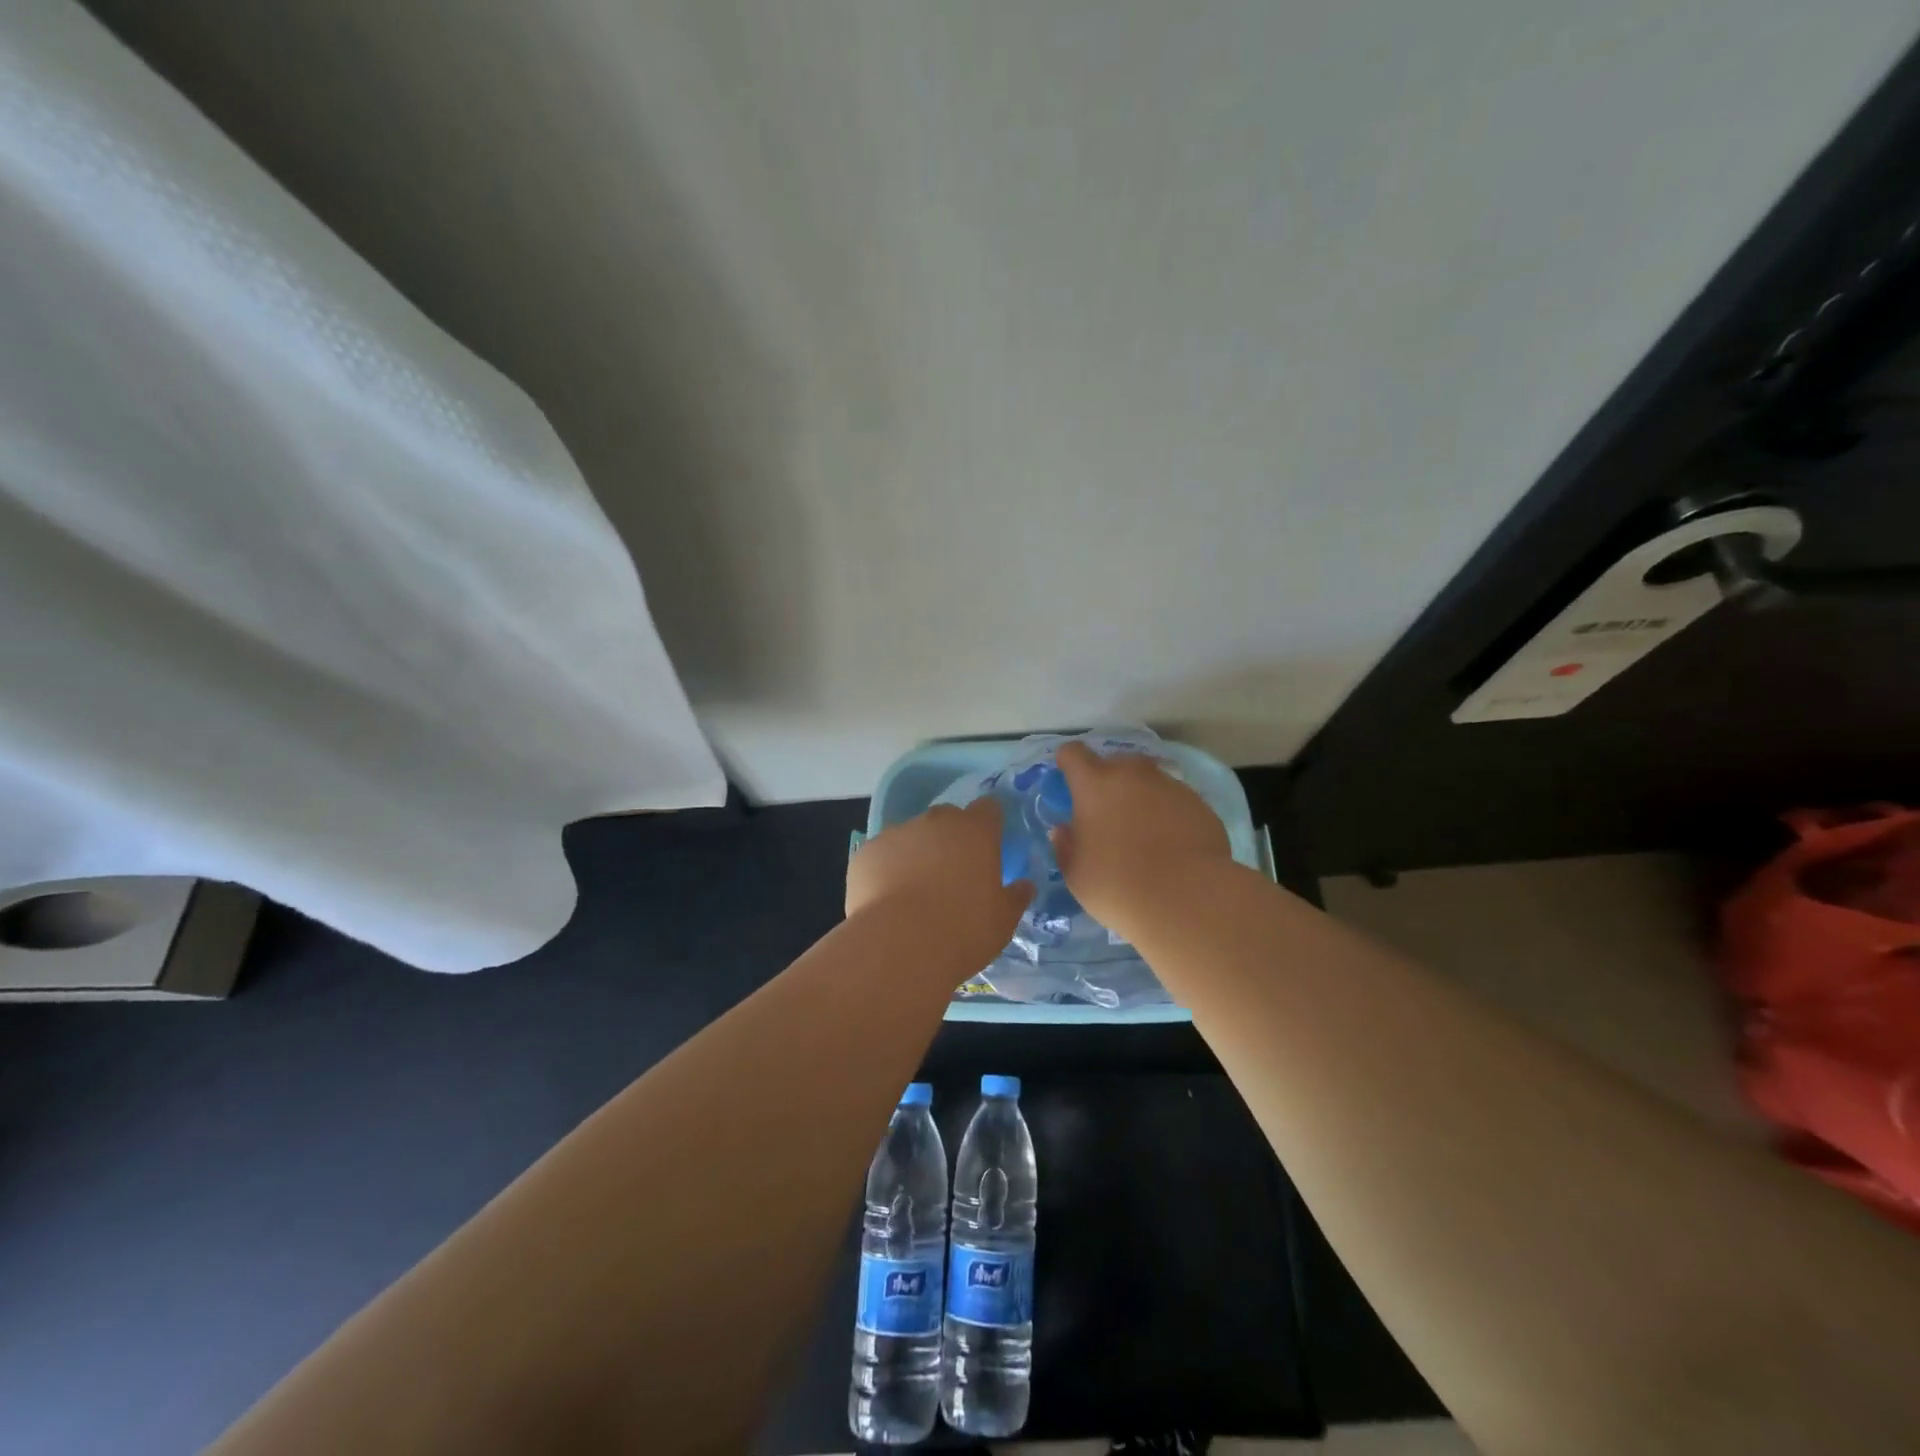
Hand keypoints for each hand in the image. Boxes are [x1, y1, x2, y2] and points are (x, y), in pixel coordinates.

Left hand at [847, 800, 1032, 964]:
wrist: (899, 945)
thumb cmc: (963, 930)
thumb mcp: (1003, 921)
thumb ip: (1015, 897)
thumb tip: (1025, 885)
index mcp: (976, 831)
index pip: (989, 808)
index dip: (989, 824)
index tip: (990, 845)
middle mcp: (936, 822)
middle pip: (948, 817)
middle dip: (952, 837)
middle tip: (954, 873)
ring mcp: (897, 833)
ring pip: (912, 835)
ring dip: (917, 853)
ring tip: (915, 891)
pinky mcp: (866, 852)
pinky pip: (882, 854)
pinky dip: (886, 869)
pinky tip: (887, 899)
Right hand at [1050, 741, 1232, 940]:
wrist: (1187, 898)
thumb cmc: (1117, 885)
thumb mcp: (1076, 874)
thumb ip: (1066, 846)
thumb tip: (1064, 830)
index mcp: (1095, 785)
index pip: (1073, 753)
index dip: (1068, 763)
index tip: (1069, 782)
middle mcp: (1133, 775)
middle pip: (1116, 763)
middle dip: (1109, 781)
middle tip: (1108, 816)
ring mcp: (1171, 786)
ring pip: (1149, 781)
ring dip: (1141, 797)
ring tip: (1144, 833)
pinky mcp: (1199, 804)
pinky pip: (1175, 801)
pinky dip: (1169, 814)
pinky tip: (1171, 845)